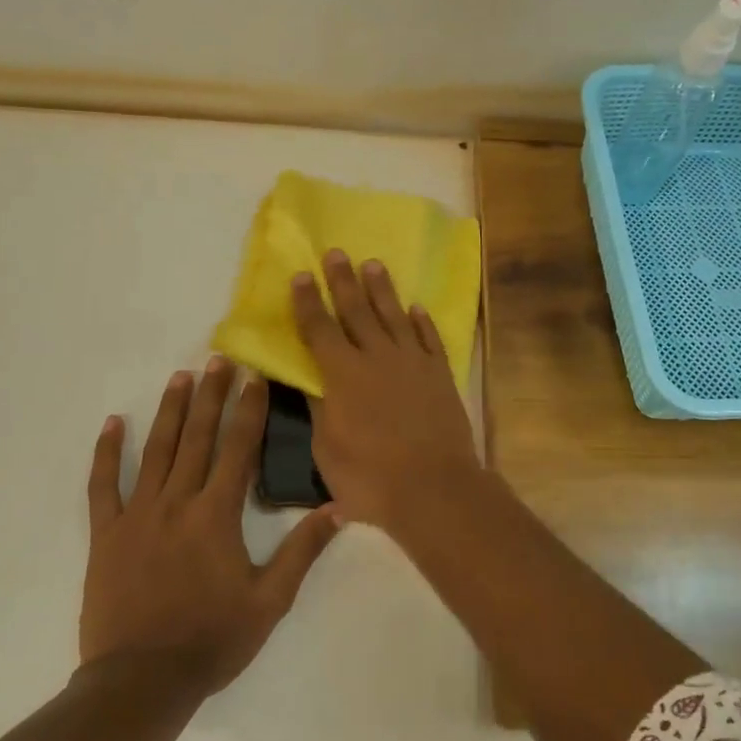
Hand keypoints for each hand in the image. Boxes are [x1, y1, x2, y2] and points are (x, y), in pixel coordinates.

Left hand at [81, 358, 338, 693]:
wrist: (141, 683)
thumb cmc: (212, 640)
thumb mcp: (270, 601)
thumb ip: (302, 551)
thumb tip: (338, 508)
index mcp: (217, 515)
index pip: (238, 449)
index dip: (248, 409)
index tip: (254, 376)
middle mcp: (177, 503)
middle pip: (198, 438)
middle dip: (211, 395)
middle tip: (218, 358)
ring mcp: (137, 515)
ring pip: (156, 451)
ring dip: (170, 411)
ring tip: (180, 376)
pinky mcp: (106, 534)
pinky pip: (103, 486)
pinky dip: (107, 453)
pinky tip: (114, 423)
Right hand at [291, 250, 484, 532]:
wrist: (434, 488)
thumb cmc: (371, 478)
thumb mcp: (328, 449)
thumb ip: (320, 409)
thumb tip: (311, 380)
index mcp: (343, 375)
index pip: (319, 329)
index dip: (307, 301)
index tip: (300, 275)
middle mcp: (377, 358)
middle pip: (357, 311)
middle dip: (343, 281)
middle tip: (336, 253)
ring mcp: (413, 363)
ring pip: (395, 316)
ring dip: (382, 290)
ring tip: (373, 264)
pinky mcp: (440, 374)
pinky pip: (429, 338)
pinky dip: (422, 321)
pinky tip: (416, 308)